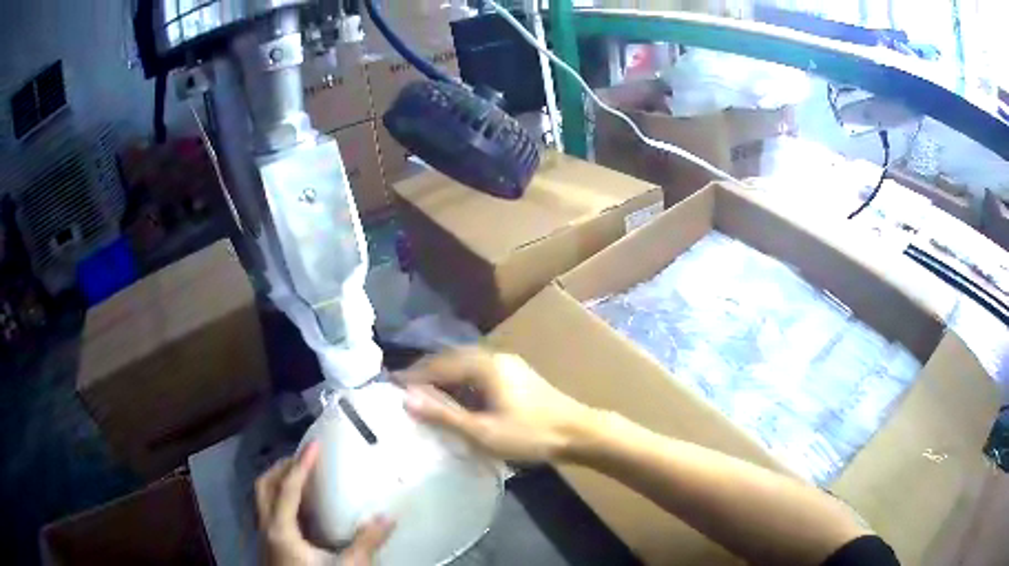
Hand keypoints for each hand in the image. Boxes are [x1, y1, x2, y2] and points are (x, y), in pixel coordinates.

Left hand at [256, 442, 393, 565]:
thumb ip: (366, 544)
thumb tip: (389, 517)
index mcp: (281, 530)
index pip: (289, 488)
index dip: (302, 464)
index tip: (316, 444)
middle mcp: (267, 528)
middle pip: (264, 486)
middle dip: (282, 467)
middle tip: (305, 458)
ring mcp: (265, 537)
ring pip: (262, 498)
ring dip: (279, 482)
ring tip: (303, 478)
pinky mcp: (270, 546)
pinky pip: (269, 512)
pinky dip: (281, 500)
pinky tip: (302, 510)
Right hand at [398, 347, 597, 462]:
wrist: (578, 432)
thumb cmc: (530, 434)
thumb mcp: (483, 431)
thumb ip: (444, 415)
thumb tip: (406, 399)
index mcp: (484, 365)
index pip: (438, 365)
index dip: (413, 376)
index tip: (389, 386)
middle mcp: (494, 357)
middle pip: (451, 360)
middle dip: (426, 373)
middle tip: (403, 390)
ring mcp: (508, 364)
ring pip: (465, 365)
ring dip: (444, 378)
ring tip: (424, 395)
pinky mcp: (516, 375)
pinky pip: (478, 372)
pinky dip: (461, 382)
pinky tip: (457, 399)